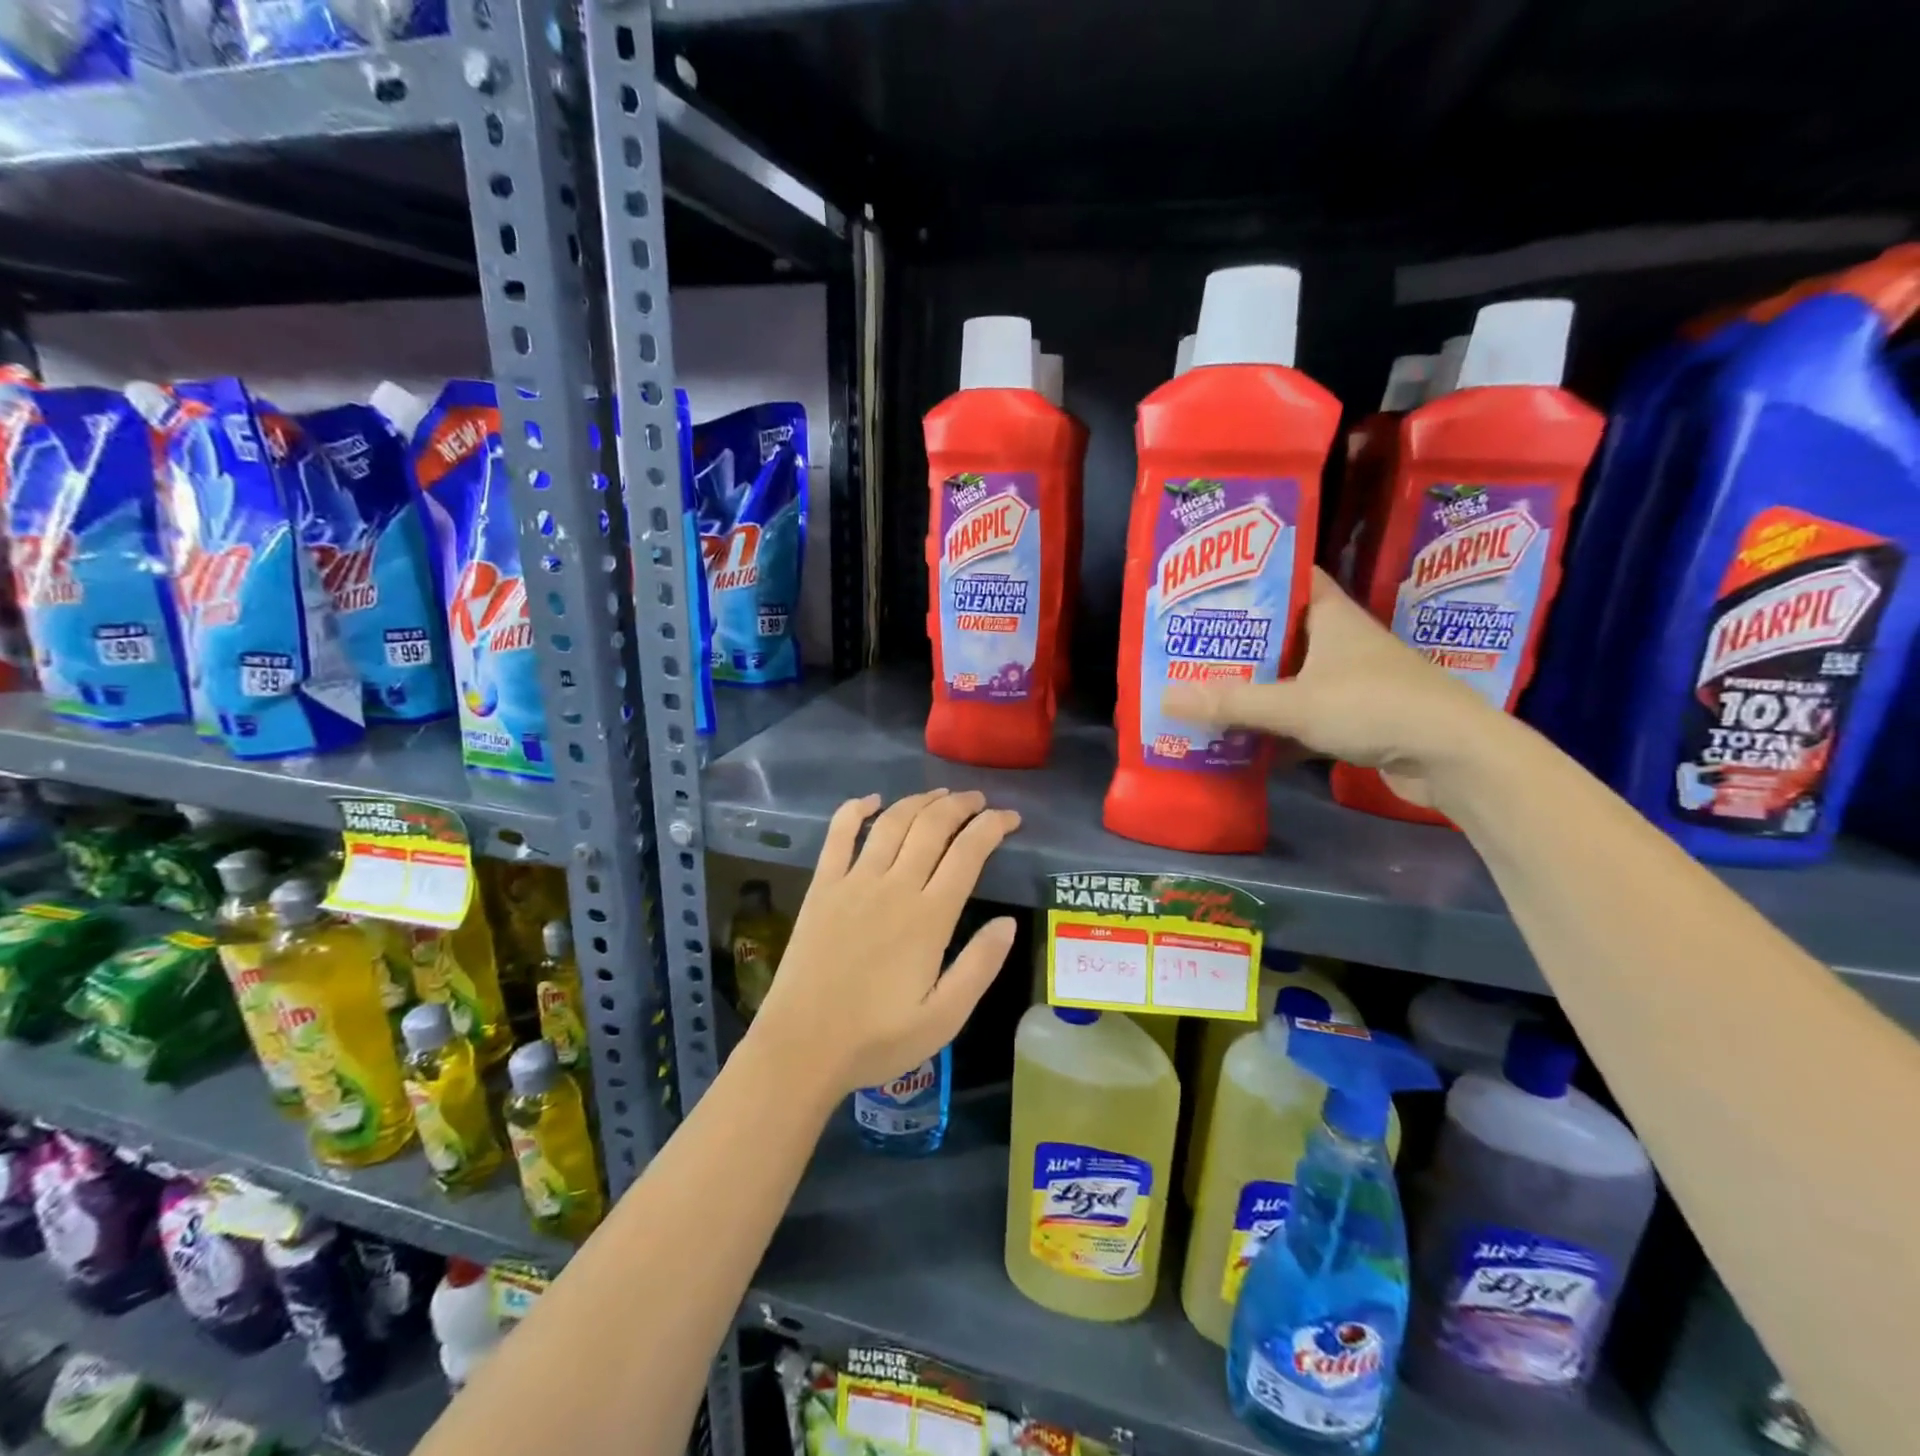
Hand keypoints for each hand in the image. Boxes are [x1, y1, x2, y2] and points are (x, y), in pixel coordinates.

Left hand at [749, 790, 1020, 1095]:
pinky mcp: (822, 887)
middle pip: (932, 826)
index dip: (992, 826)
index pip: (968, 853)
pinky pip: (839, 835)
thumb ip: (980, 967)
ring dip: (919, 801)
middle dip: (960, 805)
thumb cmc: (877, 1039)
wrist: (801, 1047)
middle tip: (978, 800)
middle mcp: (894, 887)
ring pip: (893, 823)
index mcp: (929, 917)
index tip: (1010, 818)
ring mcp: (854, 882)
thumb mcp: (944, 1018)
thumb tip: (1009, 922)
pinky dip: (855, 809)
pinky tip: (871, 799)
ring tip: (940, 794)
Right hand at [1162, 568, 1506, 806]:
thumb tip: (1165, 698)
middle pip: (1281, 632)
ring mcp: (1350, 681)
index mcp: (1332, 617)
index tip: (1209, 583)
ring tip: (1204, 687)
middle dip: (1239, 639)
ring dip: (1255, 685)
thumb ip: (1231, 703)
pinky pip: (1303, 714)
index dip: (1253, 576)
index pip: (1292, 578)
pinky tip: (1242, 739)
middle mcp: (1341, 642)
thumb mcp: (1295, 703)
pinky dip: (1276, 726)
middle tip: (1190, 643)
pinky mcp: (1356, 719)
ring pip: (1291, 676)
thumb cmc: (1375, 706)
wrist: (1454, 756)